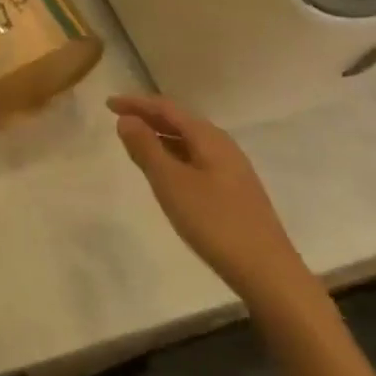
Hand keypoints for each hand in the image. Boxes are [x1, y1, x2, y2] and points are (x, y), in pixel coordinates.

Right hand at [108, 95, 318, 313]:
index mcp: (209, 137)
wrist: (267, 271)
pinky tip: (166, 172)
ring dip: (161, 137)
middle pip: (180, 121)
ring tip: (135, 142)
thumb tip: (127, 119)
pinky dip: (173, 156)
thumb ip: (146, 148)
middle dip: (148, 117)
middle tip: (118, 119)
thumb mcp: (171, 183)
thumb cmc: (214, 221)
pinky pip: (196, 160)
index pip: (166, 109)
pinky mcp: (234, 191)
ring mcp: (231, 170)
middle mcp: (222, 146)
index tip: (108, 104)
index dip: (136, 103)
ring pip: (189, 142)